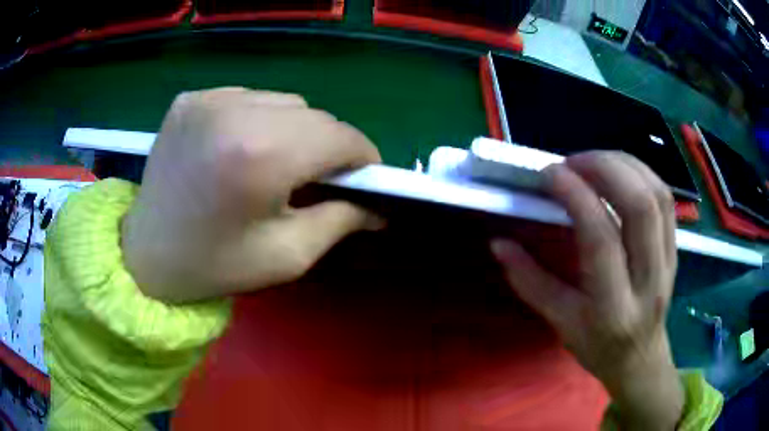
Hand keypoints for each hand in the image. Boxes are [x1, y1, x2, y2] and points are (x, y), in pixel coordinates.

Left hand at [122, 88, 381, 302]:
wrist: (147, 256)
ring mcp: (208, 99)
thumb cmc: (215, 265)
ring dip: (293, 129)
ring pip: (283, 101)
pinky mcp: (190, 98)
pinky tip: (241, 147)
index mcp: (261, 155)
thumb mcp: (287, 256)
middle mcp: (235, 113)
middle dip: (328, 145)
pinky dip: (258, 119)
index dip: (362, 156)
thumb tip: (379, 208)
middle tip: (318, 177)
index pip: (340, 136)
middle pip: (314, 115)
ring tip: (274, 162)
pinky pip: (248, 98)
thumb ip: (341, 222)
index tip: (364, 177)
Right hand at [491, 152, 682, 429]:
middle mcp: (648, 280)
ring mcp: (668, 261)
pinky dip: (641, 173)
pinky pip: (665, 199)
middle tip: (573, 162)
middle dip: (604, 168)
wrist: (639, 357)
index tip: (550, 174)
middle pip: (639, 205)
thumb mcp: (559, 322)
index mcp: (613, 307)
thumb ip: (528, 280)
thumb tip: (499, 243)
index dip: (575, 195)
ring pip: (657, 195)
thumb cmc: (596, 345)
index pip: (600, 238)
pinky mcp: (677, 248)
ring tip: (594, 161)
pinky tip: (620, 170)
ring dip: (624, 165)